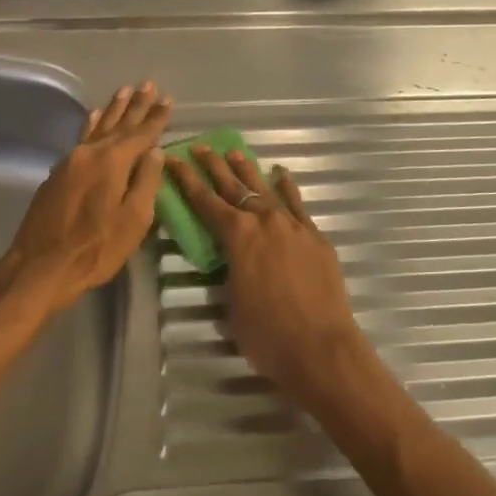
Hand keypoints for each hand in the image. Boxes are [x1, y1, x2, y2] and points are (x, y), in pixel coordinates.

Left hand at [0, 82, 171, 319]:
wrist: (40, 266)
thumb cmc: (95, 248)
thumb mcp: (133, 221)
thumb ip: (146, 182)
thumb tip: (156, 153)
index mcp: (113, 162)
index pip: (142, 134)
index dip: (156, 117)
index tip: (167, 99)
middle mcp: (91, 153)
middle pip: (119, 124)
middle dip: (135, 105)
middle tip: (147, 84)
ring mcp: (71, 161)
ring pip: (97, 128)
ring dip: (113, 110)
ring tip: (123, 91)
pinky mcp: (58, 173)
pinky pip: (81, 138)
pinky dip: (90, 125)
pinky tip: (93, 117)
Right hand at [163, 145, 367, 412]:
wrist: (321, 348)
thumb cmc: (267, 334)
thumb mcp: (232, 304)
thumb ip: (229, 272)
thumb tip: (232, 261)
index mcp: (238, 236)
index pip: (204, 201)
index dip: (186, 179)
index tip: (173, 158)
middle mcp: (264, 220)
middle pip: (234, 186)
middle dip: (214, 165)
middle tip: (201, 147)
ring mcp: (293, 225)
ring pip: (265, 189)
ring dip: (248, 170)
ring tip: (234, 152)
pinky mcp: (315, 236)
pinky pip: (297, 204)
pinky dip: (287, 188)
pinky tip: (281, 175)